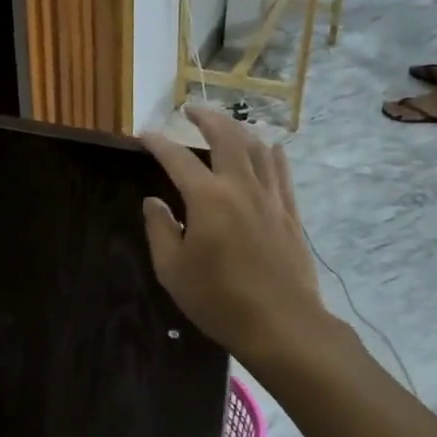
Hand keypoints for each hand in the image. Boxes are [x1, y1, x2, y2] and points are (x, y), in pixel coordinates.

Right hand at [140, 107, 327, 368]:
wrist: (282, 325)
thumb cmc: (219, 300)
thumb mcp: (173, 270)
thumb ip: (160, 229)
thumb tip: (154, 201)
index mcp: (208, 198)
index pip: (178, 159)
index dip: (159, 143)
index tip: (145, 135)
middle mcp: (241, 187)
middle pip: (226, 137)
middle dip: (207, 118)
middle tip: (191, 111)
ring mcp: (270, 198)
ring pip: (257, 149)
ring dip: (239, 129)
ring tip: (226, 125)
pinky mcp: (290, 214)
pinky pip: (281, 172)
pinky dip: (272, 154)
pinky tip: (269, 148)